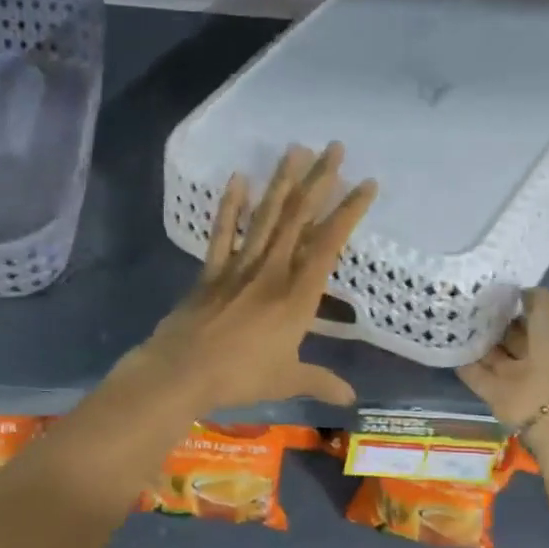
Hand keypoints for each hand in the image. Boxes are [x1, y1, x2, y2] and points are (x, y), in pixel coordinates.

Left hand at [131, 143, 375, 411]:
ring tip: (295, 149)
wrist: (181, 372)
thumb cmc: (240, 376)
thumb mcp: (287, 380)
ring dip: (281, 182)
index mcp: (297, 296)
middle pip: (298, 218)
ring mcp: (239, 267)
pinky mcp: (211, 272)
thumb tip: (351, 400)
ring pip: (265, 217)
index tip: (367, 183)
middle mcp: (272, 271)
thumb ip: (320, 382)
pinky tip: (238, 178)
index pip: (329, 244)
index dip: (349, 211)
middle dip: (319, 181)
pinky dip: (230, 206)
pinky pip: (222, 233)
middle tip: (334, 147)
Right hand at [457, 288, 548, 430]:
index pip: (535, 312)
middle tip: (464, 299)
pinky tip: (444, 341)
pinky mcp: (496, 395)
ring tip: (449, 315)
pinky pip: (477, 374)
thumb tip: (516, 295)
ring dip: (475, 338)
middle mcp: (541, 354)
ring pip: (493, 353)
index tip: (489, 287)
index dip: (514, 301)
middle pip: (511, 334)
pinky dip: (462, 361)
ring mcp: (518, 376)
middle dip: (491, 319)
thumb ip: (535, 298)